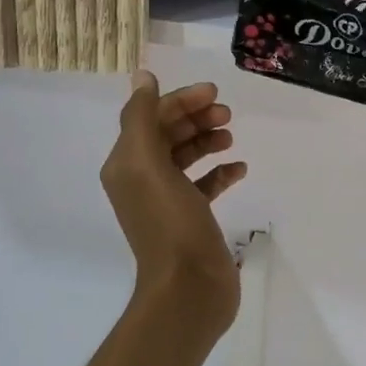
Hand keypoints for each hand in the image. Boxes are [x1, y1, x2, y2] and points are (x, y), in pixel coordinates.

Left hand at [101, 72, 247, 327]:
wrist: (188, 289)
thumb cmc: (169, 222)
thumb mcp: (148, 164)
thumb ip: (142, 117)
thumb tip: (142, 76)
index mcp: (126, 164)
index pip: (150, 117)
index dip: (180, 101)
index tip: (213, 93)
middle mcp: (142, 179)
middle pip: (168, 134)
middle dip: (196, 118)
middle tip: (227, 114)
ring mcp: (167, 200)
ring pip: (186, 157)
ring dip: (208, 140)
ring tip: (231, 137)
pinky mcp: (191, 218)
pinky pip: (204, 184)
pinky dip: (220, 172)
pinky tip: (239, 168)